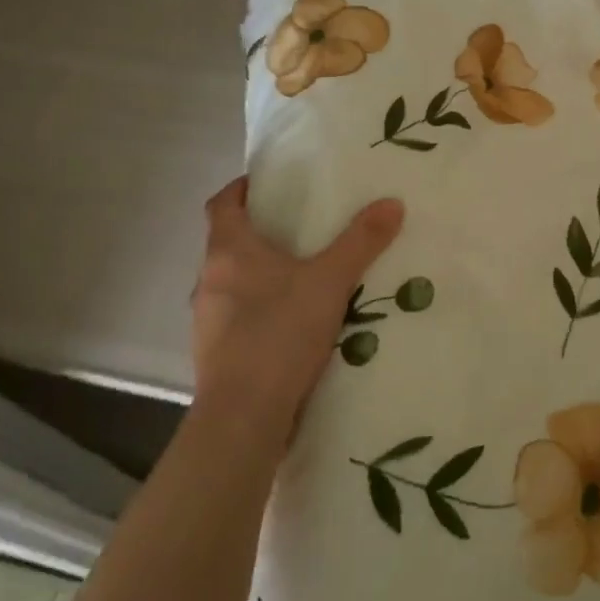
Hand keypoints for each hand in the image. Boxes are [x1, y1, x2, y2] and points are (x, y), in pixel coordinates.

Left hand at [189, 177, 404, 439]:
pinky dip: (261, 312)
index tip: (267, 183)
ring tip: (303, 278)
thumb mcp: (330, 281)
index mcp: (228, 252)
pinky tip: (293, 325)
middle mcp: (208, 281)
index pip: (222, 204)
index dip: (241, 189)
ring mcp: (207, 321)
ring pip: (233, 284)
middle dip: (261, 234)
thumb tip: (392, 203)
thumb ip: (361, 241)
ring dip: (261, 276)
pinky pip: (238, 319)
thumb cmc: (279, 333)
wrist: (243, 417)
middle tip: (301, 229)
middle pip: (228, 243)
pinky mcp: (215, 355)